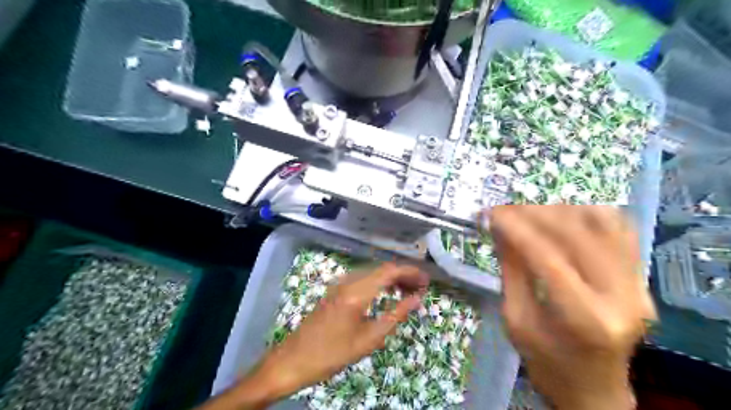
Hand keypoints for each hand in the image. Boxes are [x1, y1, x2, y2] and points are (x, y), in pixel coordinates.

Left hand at [199, 263, 428, 409]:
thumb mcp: (369, 339)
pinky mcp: (335, 291)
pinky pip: (362, 279)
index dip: (410, 273)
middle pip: (381, 268)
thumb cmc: (332, 353)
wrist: (294, 359)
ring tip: (408, 292)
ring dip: (391, 278)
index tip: (426, 281)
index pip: (389, 271)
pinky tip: (385, 294)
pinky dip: (378, 283)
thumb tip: (416, 299)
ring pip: (372, 272)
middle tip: (421, 288)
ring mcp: (340, 284)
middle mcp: (348, 281)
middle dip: (403, 275)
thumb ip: (395, 315)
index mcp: (357, 291)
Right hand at [491, 207, 656, 407]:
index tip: (492, 213)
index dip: (517, 229)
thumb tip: (499, 229)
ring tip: (530, 210)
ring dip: (561, 209)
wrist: (593, 389)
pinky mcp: (641, 279)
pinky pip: (619, 231)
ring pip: (604, 225)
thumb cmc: (546, 362)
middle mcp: (622, 298)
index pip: (548, 258)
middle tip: (506, 208)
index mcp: (585, 319)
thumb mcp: (516, 320)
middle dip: (535, 214)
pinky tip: (562, 213)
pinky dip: (588, 214)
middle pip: (578, 235)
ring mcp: (638, 286)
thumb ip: (511, 270)